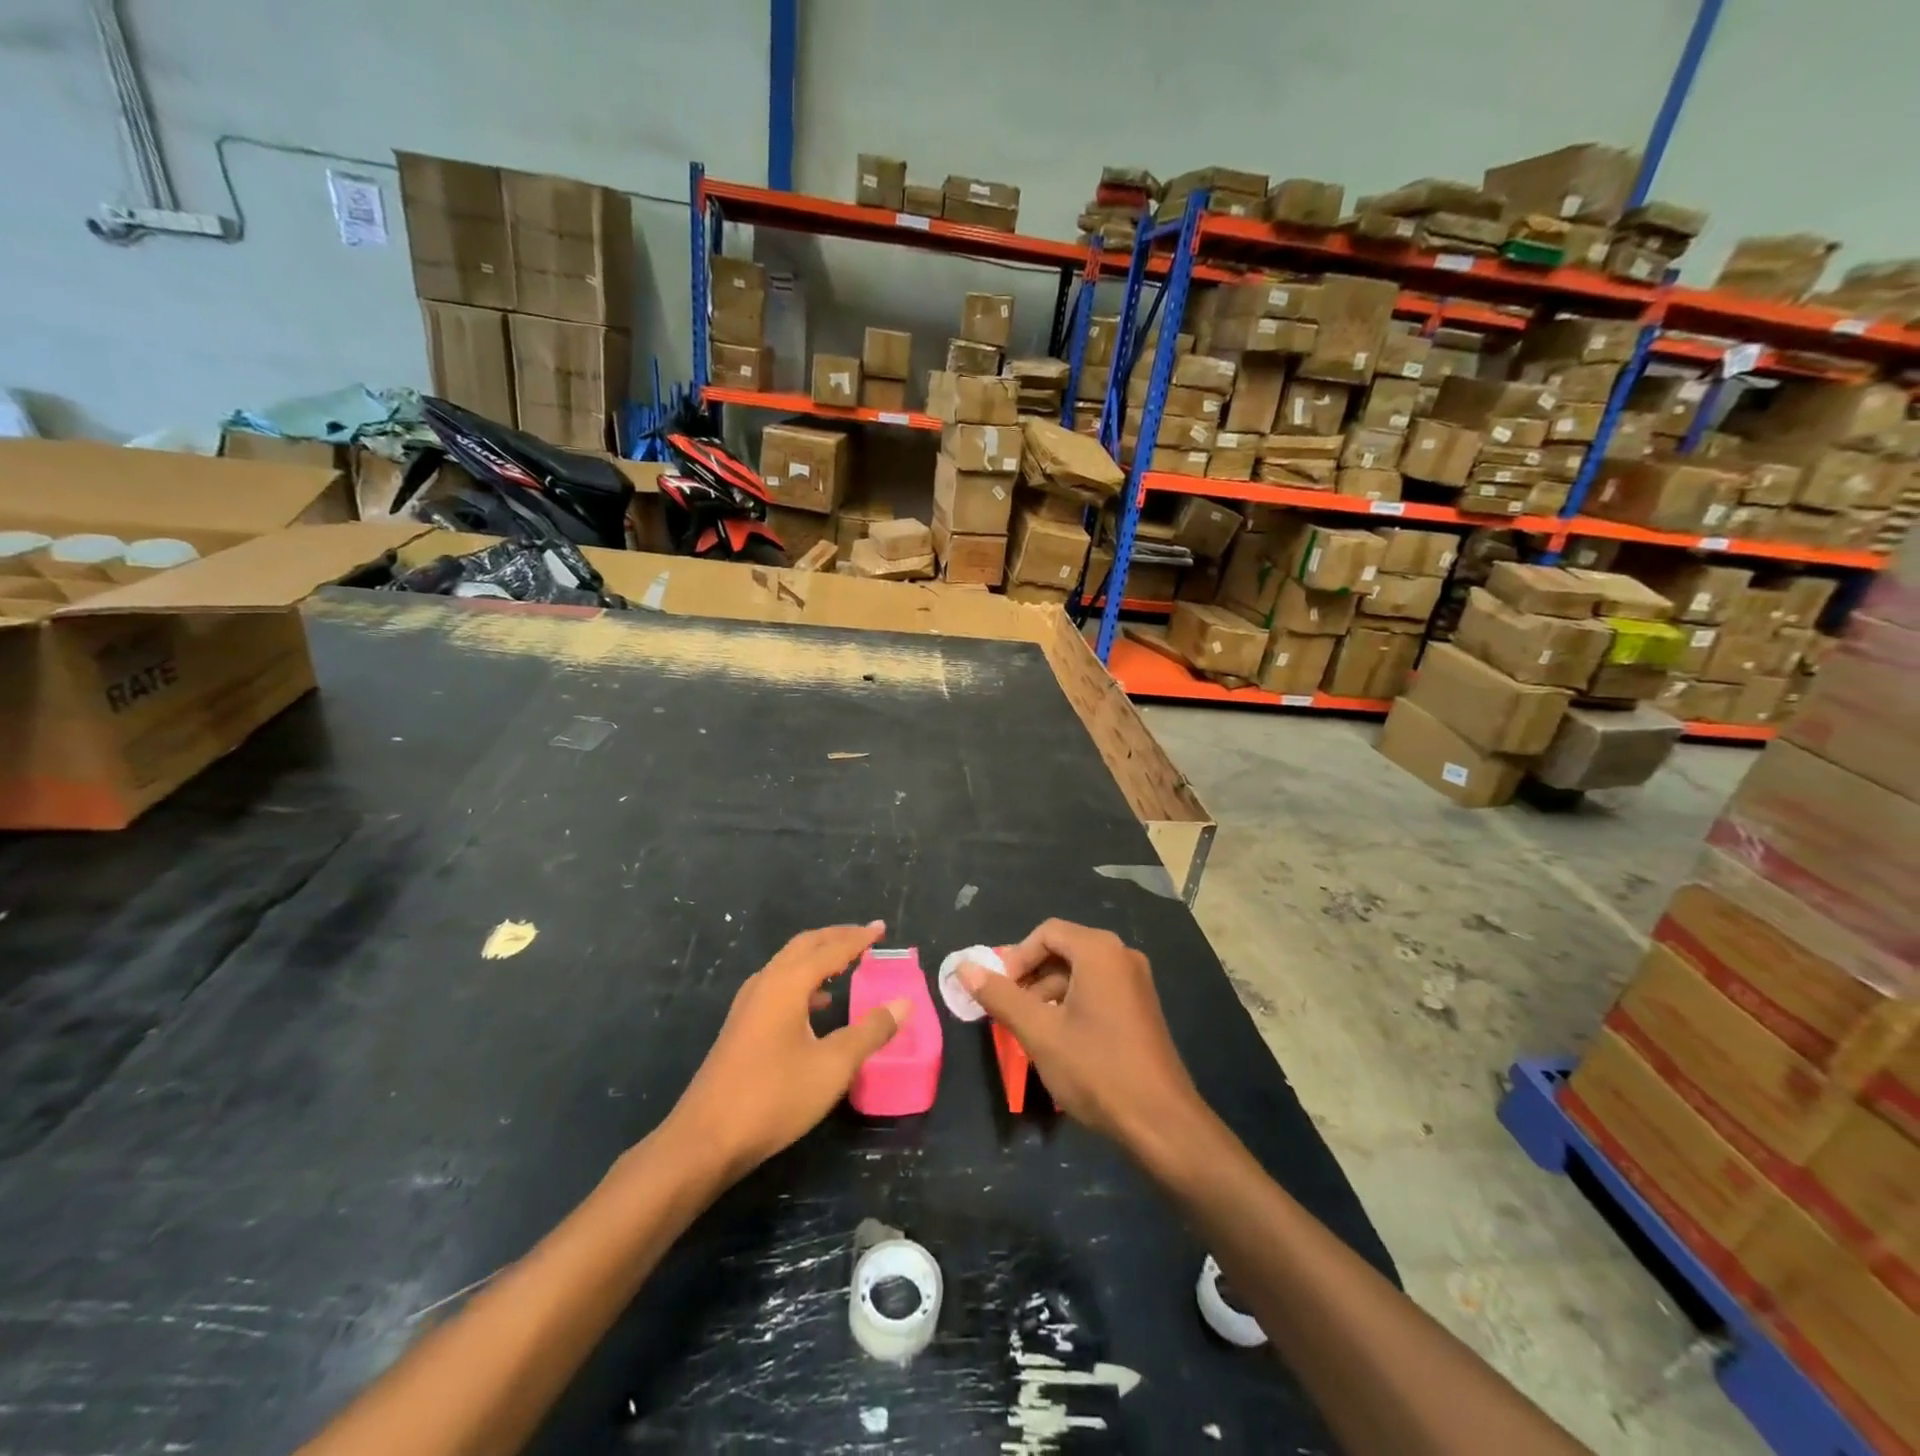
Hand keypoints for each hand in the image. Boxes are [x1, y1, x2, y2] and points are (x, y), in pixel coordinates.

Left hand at [667, 922, 909, 1180]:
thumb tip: (903, 1003)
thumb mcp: (833, 1065)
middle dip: (836, 938)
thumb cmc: (774, 1097)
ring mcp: (749, 1004)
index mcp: (788, 983)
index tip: (882, 929)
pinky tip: (818, 1005)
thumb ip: (870, 1031)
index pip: (831, 949)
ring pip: (788, 964)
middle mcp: (766, 983)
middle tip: (866, 937)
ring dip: (819, 958)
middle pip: (805, 946)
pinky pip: (779, 985)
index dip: (859, 938)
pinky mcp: (741, 1025)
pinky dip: (804, 981)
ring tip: (847, 964)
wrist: (706, 1139)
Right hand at [960, 919, 1206, 1156]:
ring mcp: (1135, 982)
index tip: (1000, 991)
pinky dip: (1071, 1004)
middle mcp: (1121, 956)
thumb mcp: (1039, 1032)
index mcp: (1100, 951)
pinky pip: (1097, 990)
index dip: (1016, 958)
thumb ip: (1000, 996)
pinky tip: (1060, 1040)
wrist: (1160, 1121)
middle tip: (1009, 1011)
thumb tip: (963, 968)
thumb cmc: (1096, 1068)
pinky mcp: (1141, 1007)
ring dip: (1048, 994)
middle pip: (1063, 950)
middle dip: (1030, 977)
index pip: (1046, 932)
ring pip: (1079, 973)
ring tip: (1030, 1030)